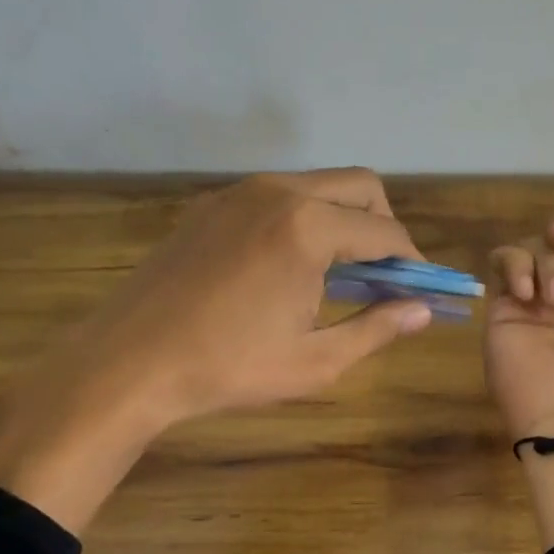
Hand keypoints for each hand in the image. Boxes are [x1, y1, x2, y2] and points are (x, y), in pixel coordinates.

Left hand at [0, 168, 432, 530]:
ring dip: (344, 220)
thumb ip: (378, 328)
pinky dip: (303, 220)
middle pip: (359, 187)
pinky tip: (290, 268)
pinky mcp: (210, 206)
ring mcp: (238, 193)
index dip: (413, 261)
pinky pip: (277, 197)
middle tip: (384, 276)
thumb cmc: (230, 367)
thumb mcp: (317, 361)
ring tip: (340, 275)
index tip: (422, 288)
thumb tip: (423, 311)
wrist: (130, 362)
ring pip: (317, 186)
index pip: (385, 233)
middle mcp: (277, 192)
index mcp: (308, 227)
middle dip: (384, 227)